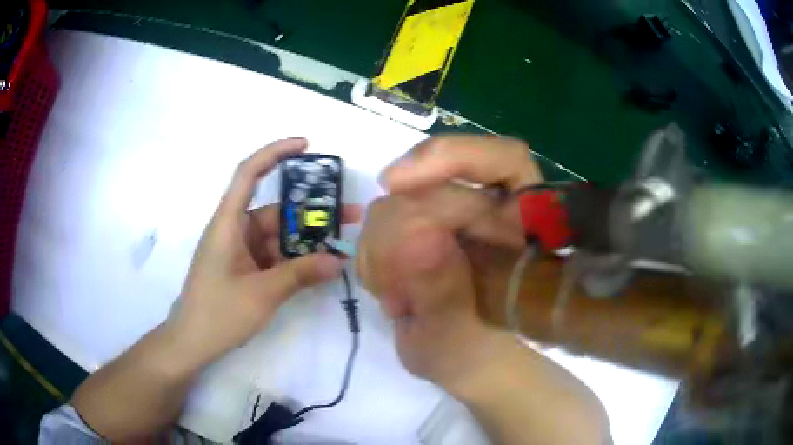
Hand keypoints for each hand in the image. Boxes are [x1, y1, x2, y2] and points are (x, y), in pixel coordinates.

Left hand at [167, 138, 360, 370]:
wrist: (192, 342)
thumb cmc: (218, 313)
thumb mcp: (262, 294)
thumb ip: (300, 275)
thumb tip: (338, 260)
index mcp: (228, 223)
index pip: (248, 174)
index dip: (275, 153)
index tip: (306, 145)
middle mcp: (234, 230)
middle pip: (275, 210)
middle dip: (311, 211)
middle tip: (349, 215)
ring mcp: (240, 250)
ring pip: (278, 235)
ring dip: (306, 240)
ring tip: (341, 243)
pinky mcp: (245, 268)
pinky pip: (274, 255)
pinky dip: (295, 258)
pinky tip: (319, 265)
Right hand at [358, 135, 542, 385]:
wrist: (464, 358)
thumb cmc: (476, 354)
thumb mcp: (460, 339)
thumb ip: (447, 297)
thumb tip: (421, 241)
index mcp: (522, 229)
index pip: (504, 161)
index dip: (456, 156)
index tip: (398, 183)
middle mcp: (492, 209)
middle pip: (434, 180)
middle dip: (400, 231)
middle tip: (393, 291)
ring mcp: (454, 214)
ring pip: (399, 198)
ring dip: (383, 249)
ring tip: (397, 300)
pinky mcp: (421, 224)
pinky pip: (382, 218)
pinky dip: (374, 253)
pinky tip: (387, 288)